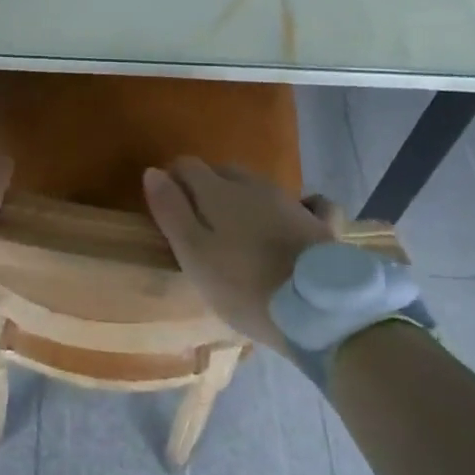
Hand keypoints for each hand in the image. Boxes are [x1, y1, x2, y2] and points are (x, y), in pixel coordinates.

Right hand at [142, 158, 337, 351]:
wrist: (317, 309)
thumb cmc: (243, 285)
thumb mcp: (194, 254)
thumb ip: (171, 211)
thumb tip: (152, 171)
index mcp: (219, 190)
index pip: (187, 165)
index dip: (173, 180)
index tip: (167, 207)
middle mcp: (254, 185)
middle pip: (223, 172)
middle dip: (207, 187)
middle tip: (201, 223)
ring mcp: (291, 202)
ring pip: (260, 187)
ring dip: (245, 198)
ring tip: (240, 230)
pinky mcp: (322, 224)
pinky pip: (310, 204)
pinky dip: (300, 207)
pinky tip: (298, 218)